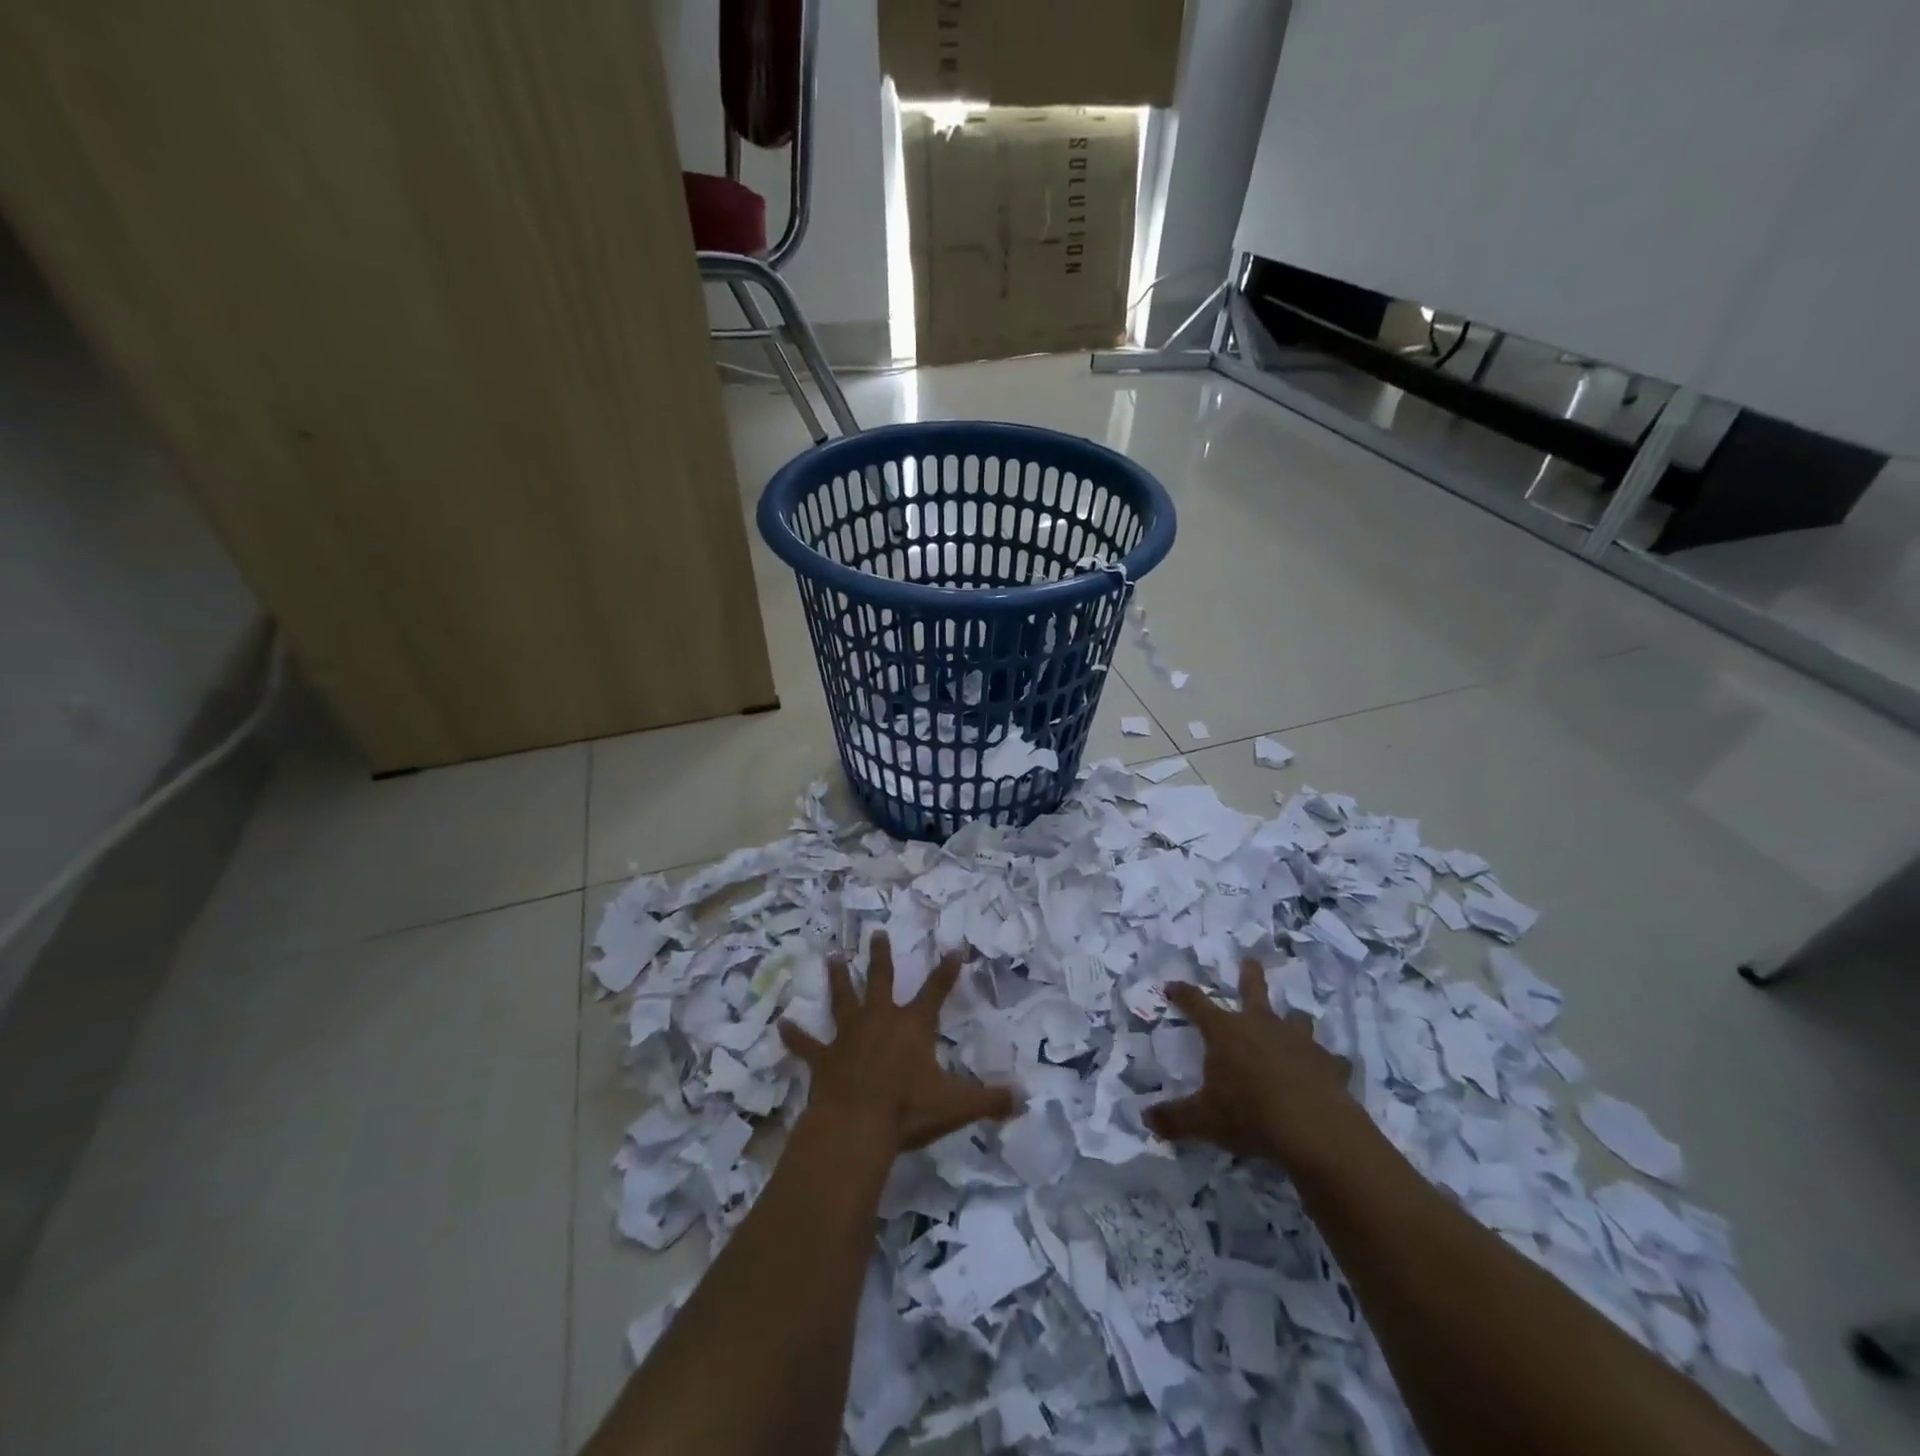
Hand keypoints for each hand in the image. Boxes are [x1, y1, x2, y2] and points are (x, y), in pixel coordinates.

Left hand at [779, 932, 1015, 1154]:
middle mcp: (880, 1019)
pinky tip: (780, 1024)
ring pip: (842, 998)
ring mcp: (848, 1036)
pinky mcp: (823, 1058)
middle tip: (876, 932)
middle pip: (881, 979)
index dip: (947, 970)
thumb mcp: (956, 1106)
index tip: (955, 947)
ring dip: (837, 979)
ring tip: (832, 957)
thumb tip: (1024, 1099)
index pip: (936, 990)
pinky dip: (794, 1036)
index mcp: (913, 1026)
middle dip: (880, 955)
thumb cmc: (908, 1110)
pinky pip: (806, 1044)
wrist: (856, 1126)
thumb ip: (990, 1100)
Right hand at [1145, 958, 1358, 1166]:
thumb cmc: (1249, 1115)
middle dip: (1250, 974)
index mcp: (1226, 1031)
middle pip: (1253, 990)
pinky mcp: (1330, 1064)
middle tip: (1251, 959)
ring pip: (1297, 1019)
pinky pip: (1330, 1059)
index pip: (1196, 1004)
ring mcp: (1299, 1042)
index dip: (1183, 994)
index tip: (1171, 986)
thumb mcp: (1203, 1120)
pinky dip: (1327, 1063)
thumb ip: (1174, 1118)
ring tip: (1294, 1021)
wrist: (1313, 1130)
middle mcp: (1261, 1026)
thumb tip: (1147, 1119)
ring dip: (1293, 1020)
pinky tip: (1329, 1072)